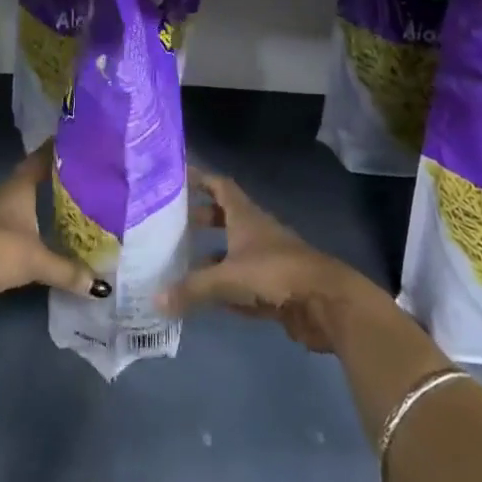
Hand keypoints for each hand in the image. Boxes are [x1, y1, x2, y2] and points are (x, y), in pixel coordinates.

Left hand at [0, 144, 108, 315]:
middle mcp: (2, 197)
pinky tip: (38, 242)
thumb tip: (100, 285)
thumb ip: (67, 271)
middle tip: (82, 180)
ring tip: (66, 212)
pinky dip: (26, 233)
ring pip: (19, 207)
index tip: (76, 141)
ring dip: (38, 209)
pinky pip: (10, 230)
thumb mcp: (36, 261)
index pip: (40, 159)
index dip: (56, 149)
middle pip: (30, 182)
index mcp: (17, 189)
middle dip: (53, 181)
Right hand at [160, 170, 386, 352]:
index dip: (200, 179)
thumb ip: (192, 288)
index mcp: (246, 217)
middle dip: (200, 217)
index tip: (176, 177)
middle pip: (225, 217)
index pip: (220, 186)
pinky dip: (224, 286)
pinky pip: (242, 283)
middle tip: (171, 223)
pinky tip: (205, 297)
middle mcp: (256, 232)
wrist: (326, 304)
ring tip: (180, 261)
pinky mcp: (275, 289)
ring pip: (233, 251)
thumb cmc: (276, 274)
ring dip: (211, 253)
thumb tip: (155, 299)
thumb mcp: (228, 278)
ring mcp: (268, 260)